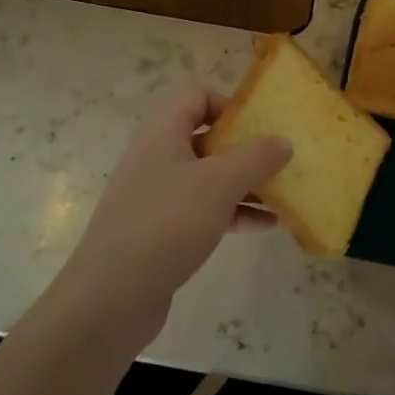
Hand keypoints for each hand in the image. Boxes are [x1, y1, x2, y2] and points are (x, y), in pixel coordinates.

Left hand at [50, 84, 290, 350]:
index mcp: (162, 133)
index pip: (196, 95)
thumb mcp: (219, 184)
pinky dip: (234, 212)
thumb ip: (256, 157)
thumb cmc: (166, 224)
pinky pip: (204, 210)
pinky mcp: (162, 231)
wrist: (110, 300)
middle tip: (279, 159)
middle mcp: (157, 158)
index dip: (229, 103)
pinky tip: (266, 225)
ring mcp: (157, 196)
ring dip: (245, 182)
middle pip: (206, 137)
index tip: (260, 125)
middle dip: (246, 147)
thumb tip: (283, 141)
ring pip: (209, 176)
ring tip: (283, 193)